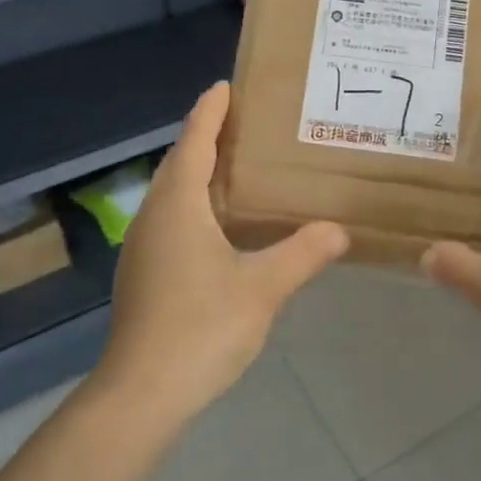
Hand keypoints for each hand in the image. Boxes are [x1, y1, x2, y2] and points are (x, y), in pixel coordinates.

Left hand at [97, 82, 348, 423]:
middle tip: (243, 122)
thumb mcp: (263, 287)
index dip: (210, 111)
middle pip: (179, 162)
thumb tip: (340, 229)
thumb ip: (303, 253)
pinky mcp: (143, 272)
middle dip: (206, 136)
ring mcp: (143, 246)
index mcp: (179, 204)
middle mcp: (154, 215)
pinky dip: (194, 203)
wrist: (141, 394)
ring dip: (199, 171)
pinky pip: (170, 218)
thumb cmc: (201, 327)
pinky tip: (220, 223)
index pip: (194, 141)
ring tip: (237, 165)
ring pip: (172, 192)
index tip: (226, 86)